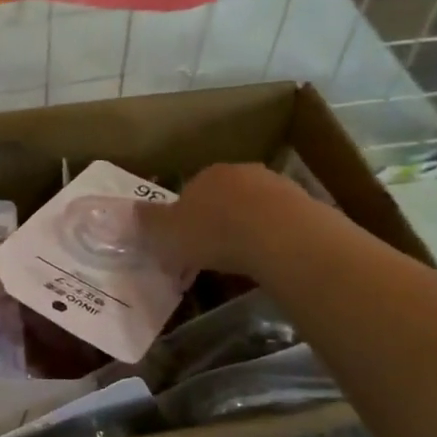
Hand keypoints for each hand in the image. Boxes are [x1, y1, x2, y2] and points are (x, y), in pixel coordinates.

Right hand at [137, 163, 303, 274]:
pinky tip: (267, 260)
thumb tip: (132, 209)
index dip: (183, 223)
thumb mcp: (166, 233)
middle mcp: (240, 173)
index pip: (188, 195)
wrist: (280, 235)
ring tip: (240, 264)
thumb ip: (149, 222)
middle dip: (215, 225)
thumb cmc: (214, 233)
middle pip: (222, 200)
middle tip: (210, 258)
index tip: (181, 249)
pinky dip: (270, 240)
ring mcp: (276, 186)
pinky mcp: (304, 205)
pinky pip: (278, 225)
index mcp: (205, 175)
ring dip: (244, 232)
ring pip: (251, 210)